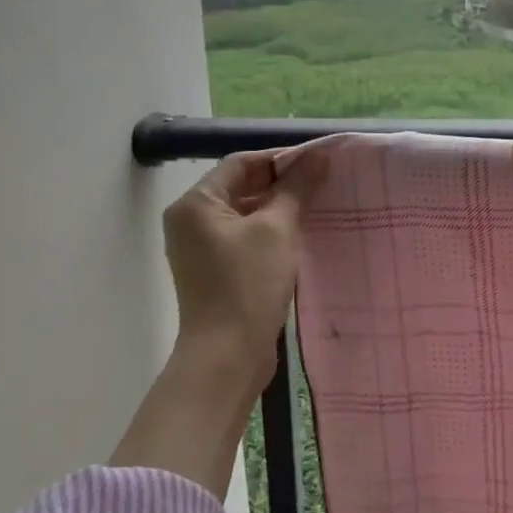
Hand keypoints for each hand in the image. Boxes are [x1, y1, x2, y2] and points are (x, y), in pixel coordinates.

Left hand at [162, 148, 326, 390]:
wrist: (228, 356)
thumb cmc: (249, 285)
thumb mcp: (278, 230)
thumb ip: (297, 189)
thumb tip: (319, 156)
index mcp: (195, 204)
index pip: (240, 164)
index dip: (280, 159)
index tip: (317, 164)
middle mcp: (190, 222)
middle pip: (240, 188)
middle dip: (280, 186)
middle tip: (322, 186)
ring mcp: (199, 251)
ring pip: (244, 216)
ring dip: (277, 211)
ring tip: (316, 210)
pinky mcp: (213, 274)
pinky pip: (243, 241)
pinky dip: (268, 235)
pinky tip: (298, 240)